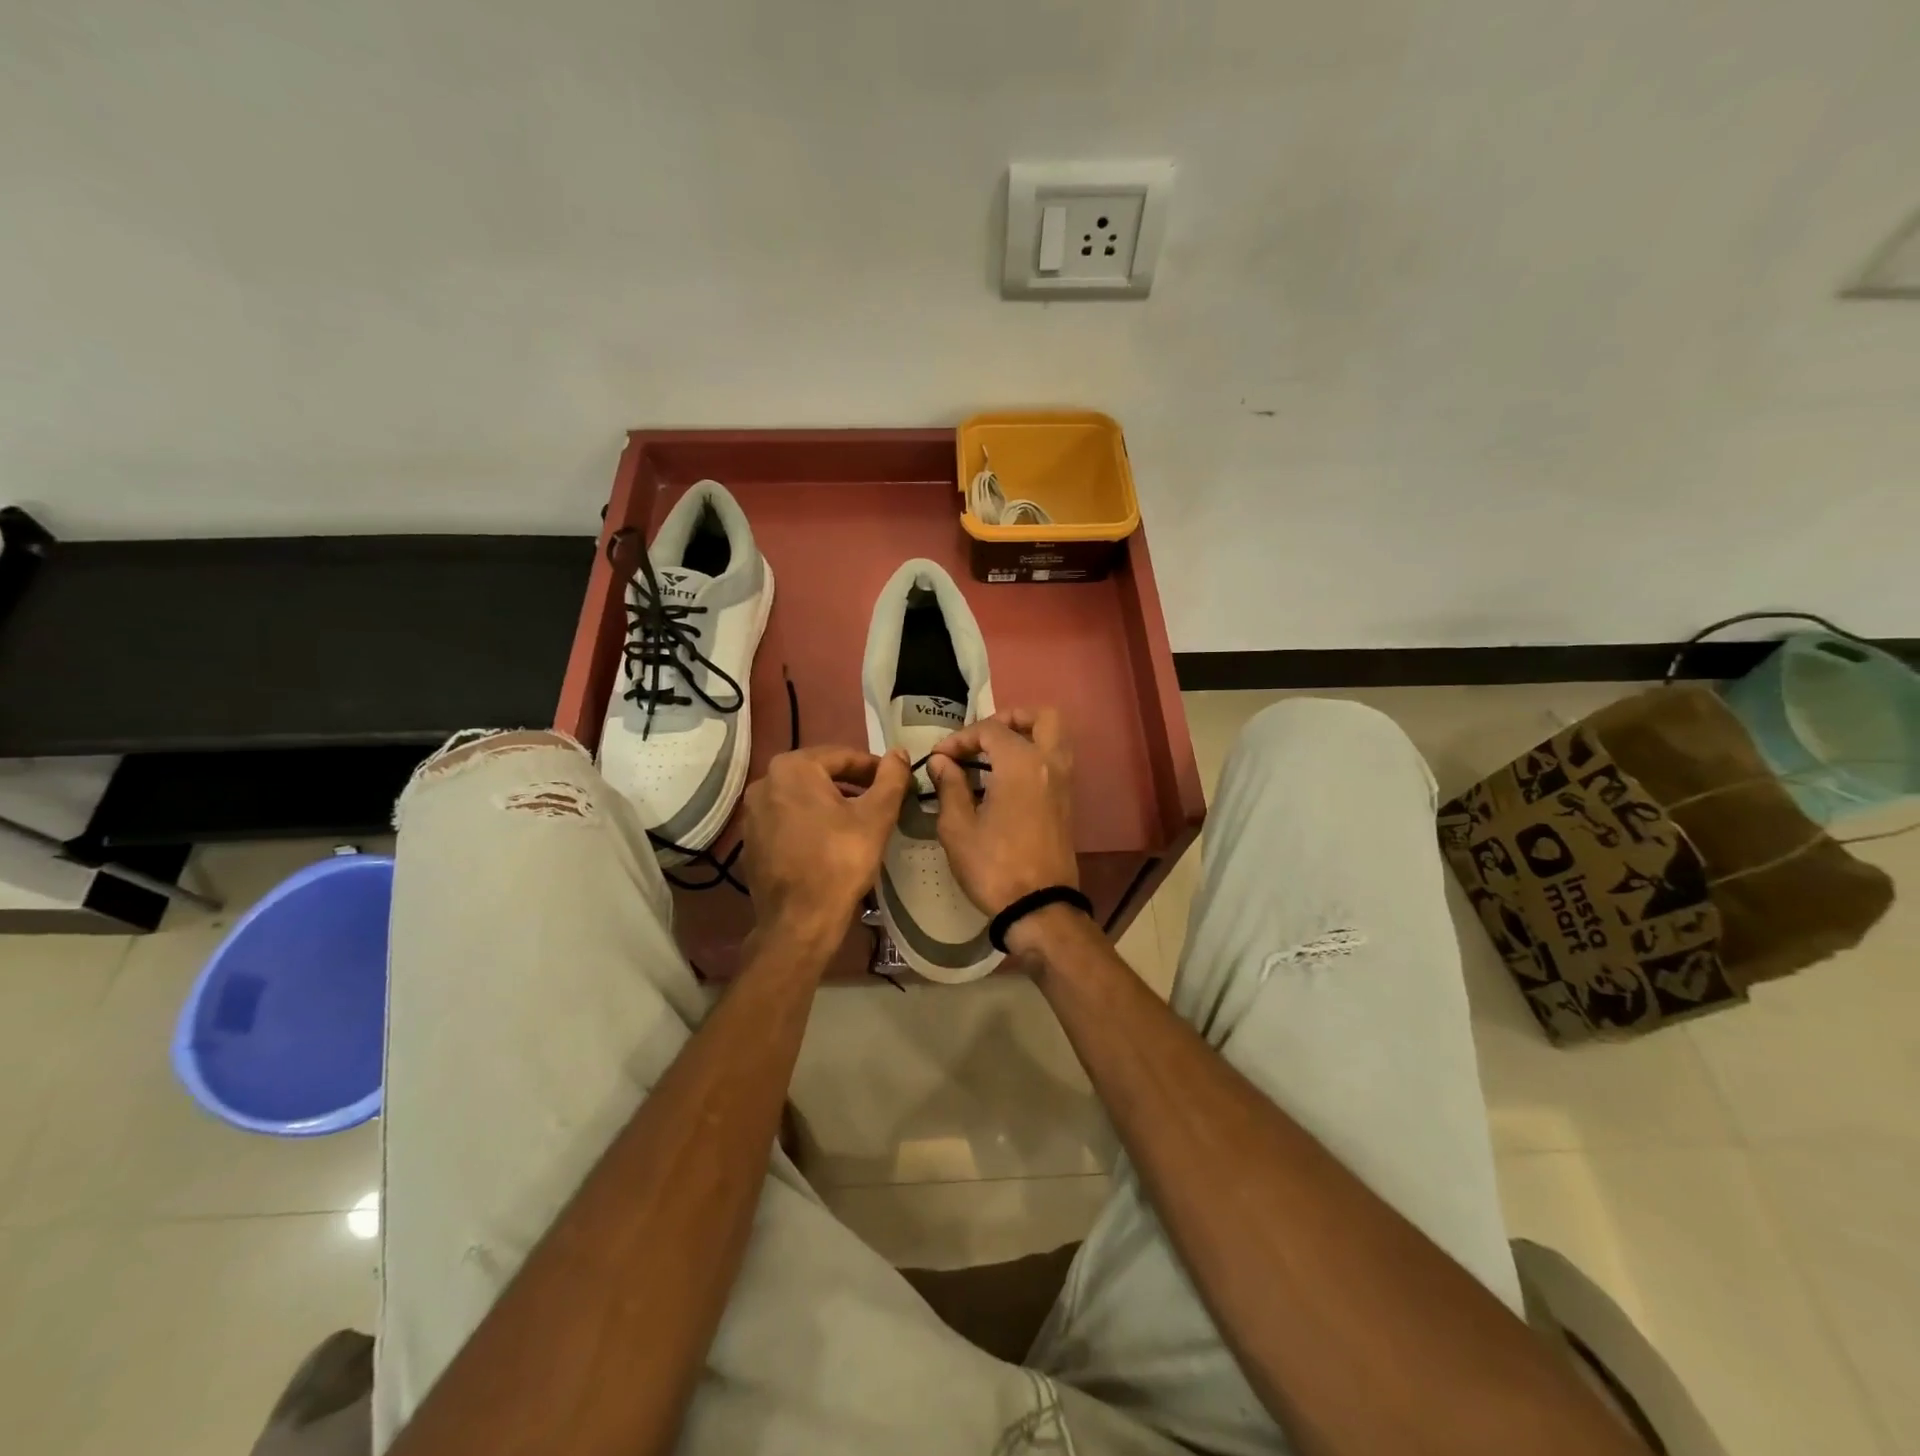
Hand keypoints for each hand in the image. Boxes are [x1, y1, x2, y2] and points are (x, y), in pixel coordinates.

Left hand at [740, 746, 910, 953]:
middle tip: (880, 801)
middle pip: (819, 774)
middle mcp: (764, 782)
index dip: (873, 768)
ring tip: (858, 821)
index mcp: (792, 768)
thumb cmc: (841, 860)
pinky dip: (810, 823)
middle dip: (851, 784)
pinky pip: (787, 820)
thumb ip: (891, 778)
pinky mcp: (750, 841)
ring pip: (802, 797)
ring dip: (830, 803)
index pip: (843, 756)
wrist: (800, 920)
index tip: (895, 782)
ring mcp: (752, 813)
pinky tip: (830, 842)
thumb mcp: (877, 815)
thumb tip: (899, 752)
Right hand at [925, 708, 1076, 916]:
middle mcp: (1050, 763)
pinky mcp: (1067, 803)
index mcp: (1022, 763)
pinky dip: (1034, 758)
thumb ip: (950, 786)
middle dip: (1010, 719)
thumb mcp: (958, 827)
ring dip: (1026, 736)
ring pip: (1054, 738)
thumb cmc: (993, 866)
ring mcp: (1064, 783)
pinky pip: (1054, 762)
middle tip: (982, 738)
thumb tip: (942, 761)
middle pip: (1041, 718)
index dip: (961, 738)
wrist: (1038, 907)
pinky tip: (1004, 780)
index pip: (990, 730)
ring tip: (992, 757)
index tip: (939, 757)